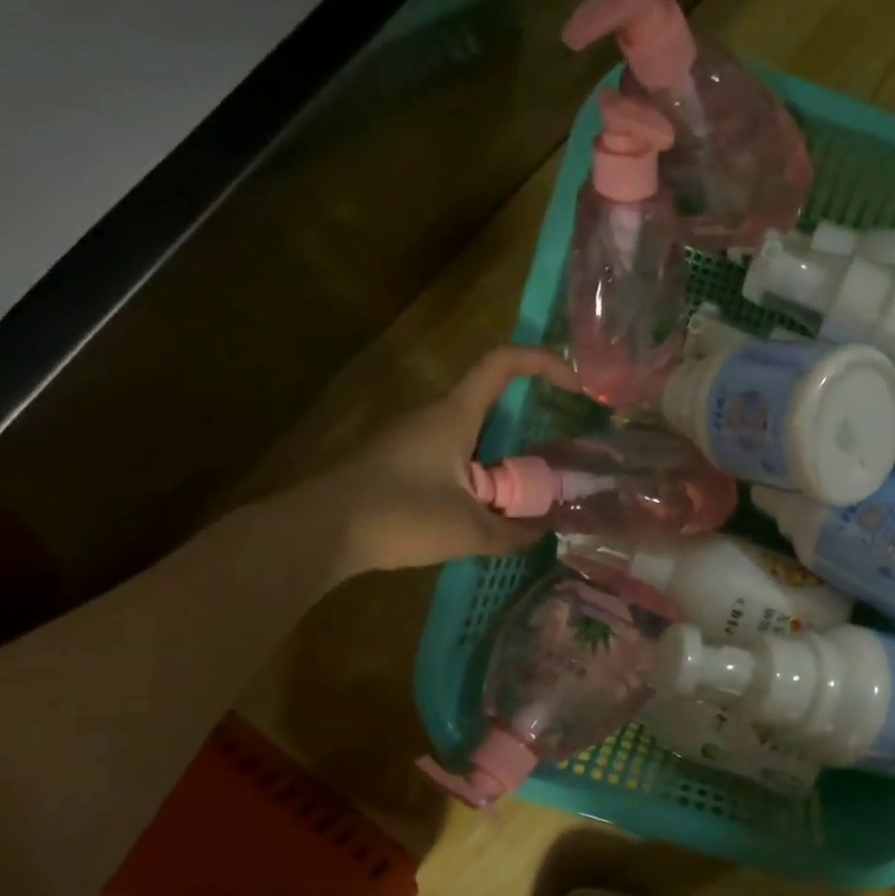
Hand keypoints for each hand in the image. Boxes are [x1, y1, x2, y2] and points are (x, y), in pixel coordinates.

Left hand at [291, 345, 581, 577]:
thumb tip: (542, 532)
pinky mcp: (398, 462)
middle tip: (556, 463)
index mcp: (454, 415)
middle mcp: (433, 416)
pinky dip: (478, 476)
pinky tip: (482, 513)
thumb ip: (513, 532)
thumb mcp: (469, 530)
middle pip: (492, 402)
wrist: (318, 532)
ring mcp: (412, 438)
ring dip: (502, 459)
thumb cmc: (398, 516)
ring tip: (525, 497)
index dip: (544, 363)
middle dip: (529, 426)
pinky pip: (452, 457)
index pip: (503, 363)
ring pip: (472, 435)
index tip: (576, 388)